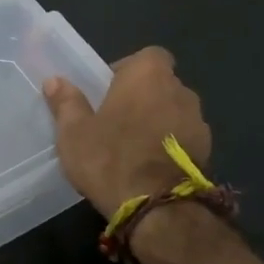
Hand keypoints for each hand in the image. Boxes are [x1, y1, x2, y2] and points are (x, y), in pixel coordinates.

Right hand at [42, 47, 212, 216]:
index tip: (107, 91)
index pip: (147, 56)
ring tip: (131, 147)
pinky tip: (148, 167)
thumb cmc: (109, 158)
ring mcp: (199, 122)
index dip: (127, 69)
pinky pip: (183, 138)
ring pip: (173, 112)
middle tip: (113, 121)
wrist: (158, 207)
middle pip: (160, 84)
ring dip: (156, 122)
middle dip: (140, 98)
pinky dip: (169, 146)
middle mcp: (180, 91)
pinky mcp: (208, 152)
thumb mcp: (74, 132)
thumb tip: (55, 80)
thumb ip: (66, 102)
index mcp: (148, 76)